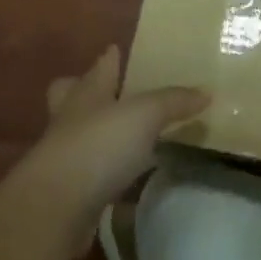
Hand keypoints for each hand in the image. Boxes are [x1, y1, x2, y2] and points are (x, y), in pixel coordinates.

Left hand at [10, 46, 207, 253]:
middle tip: (106, 93)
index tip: (114, 50)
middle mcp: (71, 120)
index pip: (98, 68)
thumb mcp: (145, 114)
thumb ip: (174, 102)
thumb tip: (206, 92)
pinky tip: (127, 184)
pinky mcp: (68, 195)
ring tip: (126, 139)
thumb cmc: (98, 146)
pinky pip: (91, 179)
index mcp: (87, 93)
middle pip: (70, 98)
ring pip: (80, 138)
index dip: (108, 59)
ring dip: (98, 137)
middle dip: (83, 93)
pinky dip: (106, 178)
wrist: (54, 209)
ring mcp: (65, 159)